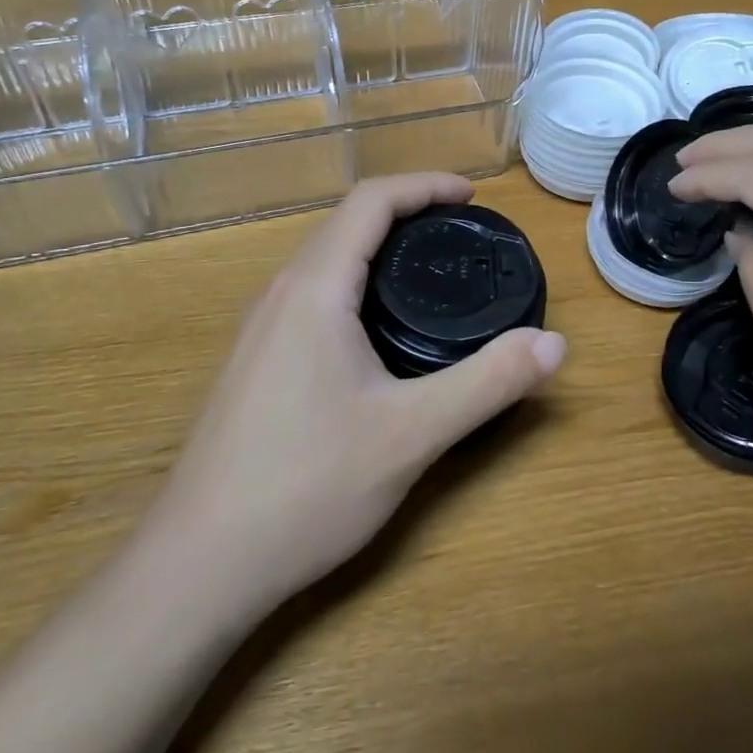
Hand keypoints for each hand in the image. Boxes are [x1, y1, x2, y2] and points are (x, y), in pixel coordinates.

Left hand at [137, 173, 566, 616]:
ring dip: (379, 247)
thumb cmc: (305, 488)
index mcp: (315, 289)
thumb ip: (488, 382)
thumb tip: (555, 344)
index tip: (473, 196)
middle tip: (464, 235)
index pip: (371, 201)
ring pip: (326, 260)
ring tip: (431, 272)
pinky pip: (312, 295)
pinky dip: (357, 283)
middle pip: (346, 222)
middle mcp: (280, 294)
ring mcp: (259, 329)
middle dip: (408, 213)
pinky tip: (381, 331)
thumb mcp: (411, 434)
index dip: (426, 186)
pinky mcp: (254, 362)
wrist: (197, 567)